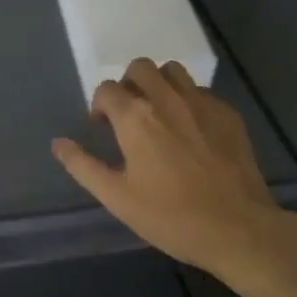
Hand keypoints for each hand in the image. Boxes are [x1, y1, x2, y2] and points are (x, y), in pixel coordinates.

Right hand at [52, 59, 296, 285]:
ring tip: (159, 114)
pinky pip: (201, 91)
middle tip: (129, 115)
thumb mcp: (117, 197)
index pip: (107, 89)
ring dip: (159, 84)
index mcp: (136, 117)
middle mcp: (167, 99)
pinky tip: (191, 131)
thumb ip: (83, 166)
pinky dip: (188, 100)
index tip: (103, 128)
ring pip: (173, 71)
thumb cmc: (170, 216)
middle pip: (141, 67)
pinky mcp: (228, 114)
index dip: (99, 105)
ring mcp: (202, 103)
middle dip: (128, 84)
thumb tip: (58, 143)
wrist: (238, 229)